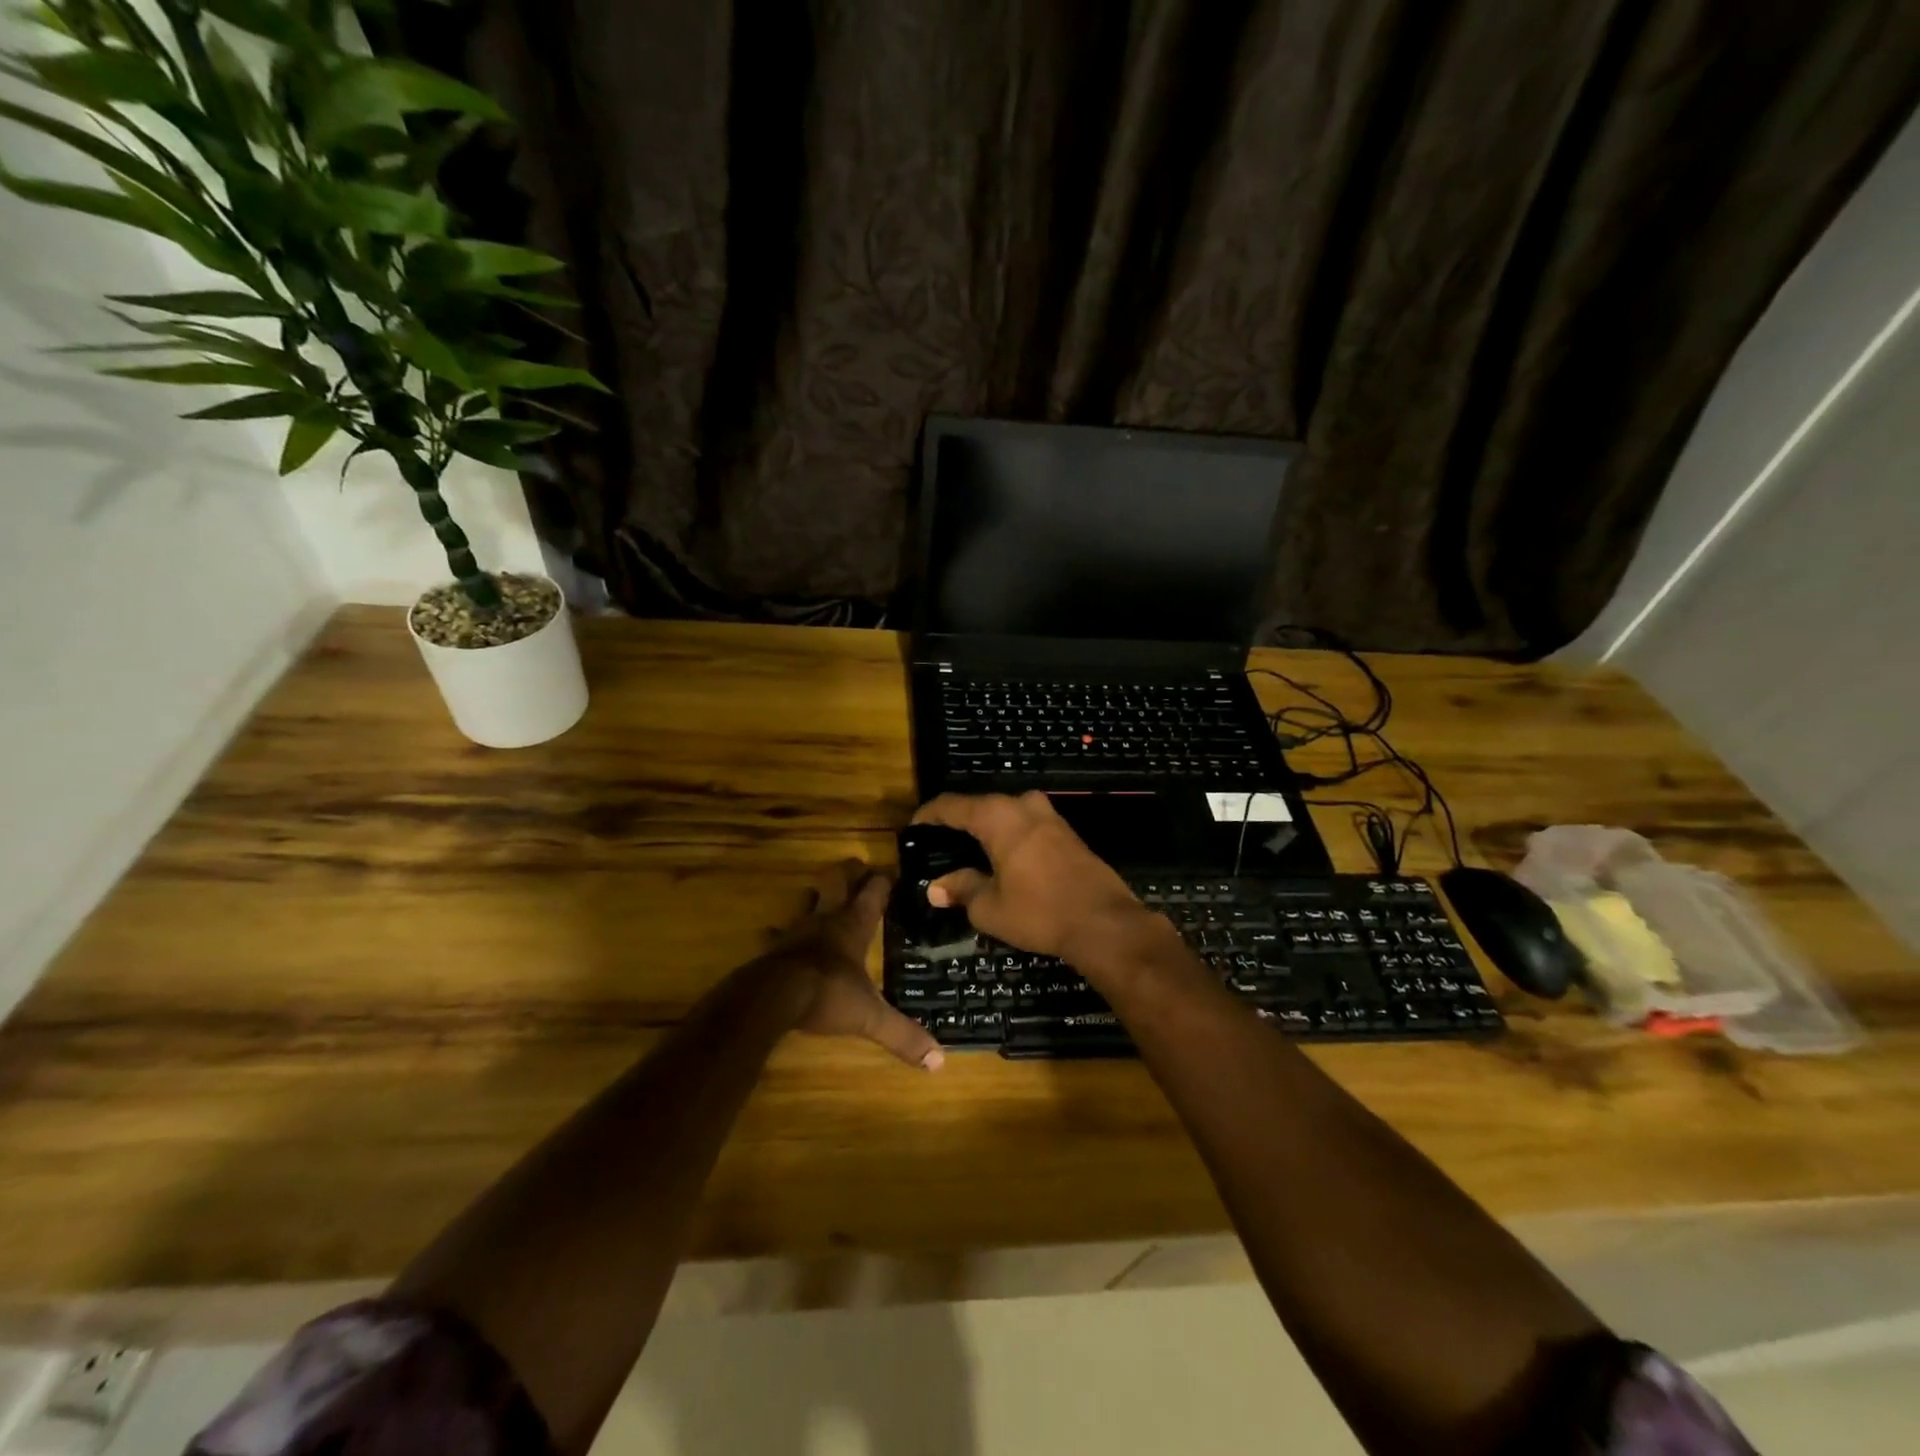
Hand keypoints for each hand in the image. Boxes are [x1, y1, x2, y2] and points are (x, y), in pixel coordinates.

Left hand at [759, 860, 943, 1070]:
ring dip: (815, 896)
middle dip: (849, 873)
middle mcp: (826, 920)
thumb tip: (939, 1061)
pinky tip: (773, 933)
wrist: (773, 997)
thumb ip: (902, 1035)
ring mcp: (796, 931)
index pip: (873, 894)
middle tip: (857, 867)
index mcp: (854, 927)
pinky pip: (776, 934)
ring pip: (807, 901)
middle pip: (838, 883)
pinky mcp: (773, 947)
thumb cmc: (827, 995)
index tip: (891, 871)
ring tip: (820, 893)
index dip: (883, 881)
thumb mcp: (870, 1017)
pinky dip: (778, 933)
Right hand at [911, 792, 1144, 959]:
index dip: (929, 816)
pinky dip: (1009, 836)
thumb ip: (961, 889)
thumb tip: (936, 888)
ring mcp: (1049, 816)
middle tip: (939, 845)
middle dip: (958, 822)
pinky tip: (1001, 858)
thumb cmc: (1039, 912)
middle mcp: (1023, 806)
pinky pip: (1026, 825)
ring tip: (968, 852)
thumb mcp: (990, 907)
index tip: (914, 830)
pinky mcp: (1067, 832)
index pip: (952, 805)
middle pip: (980, 806)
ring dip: (986, 829)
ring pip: (1006, 814)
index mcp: (998, 816)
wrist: (1104, 922)